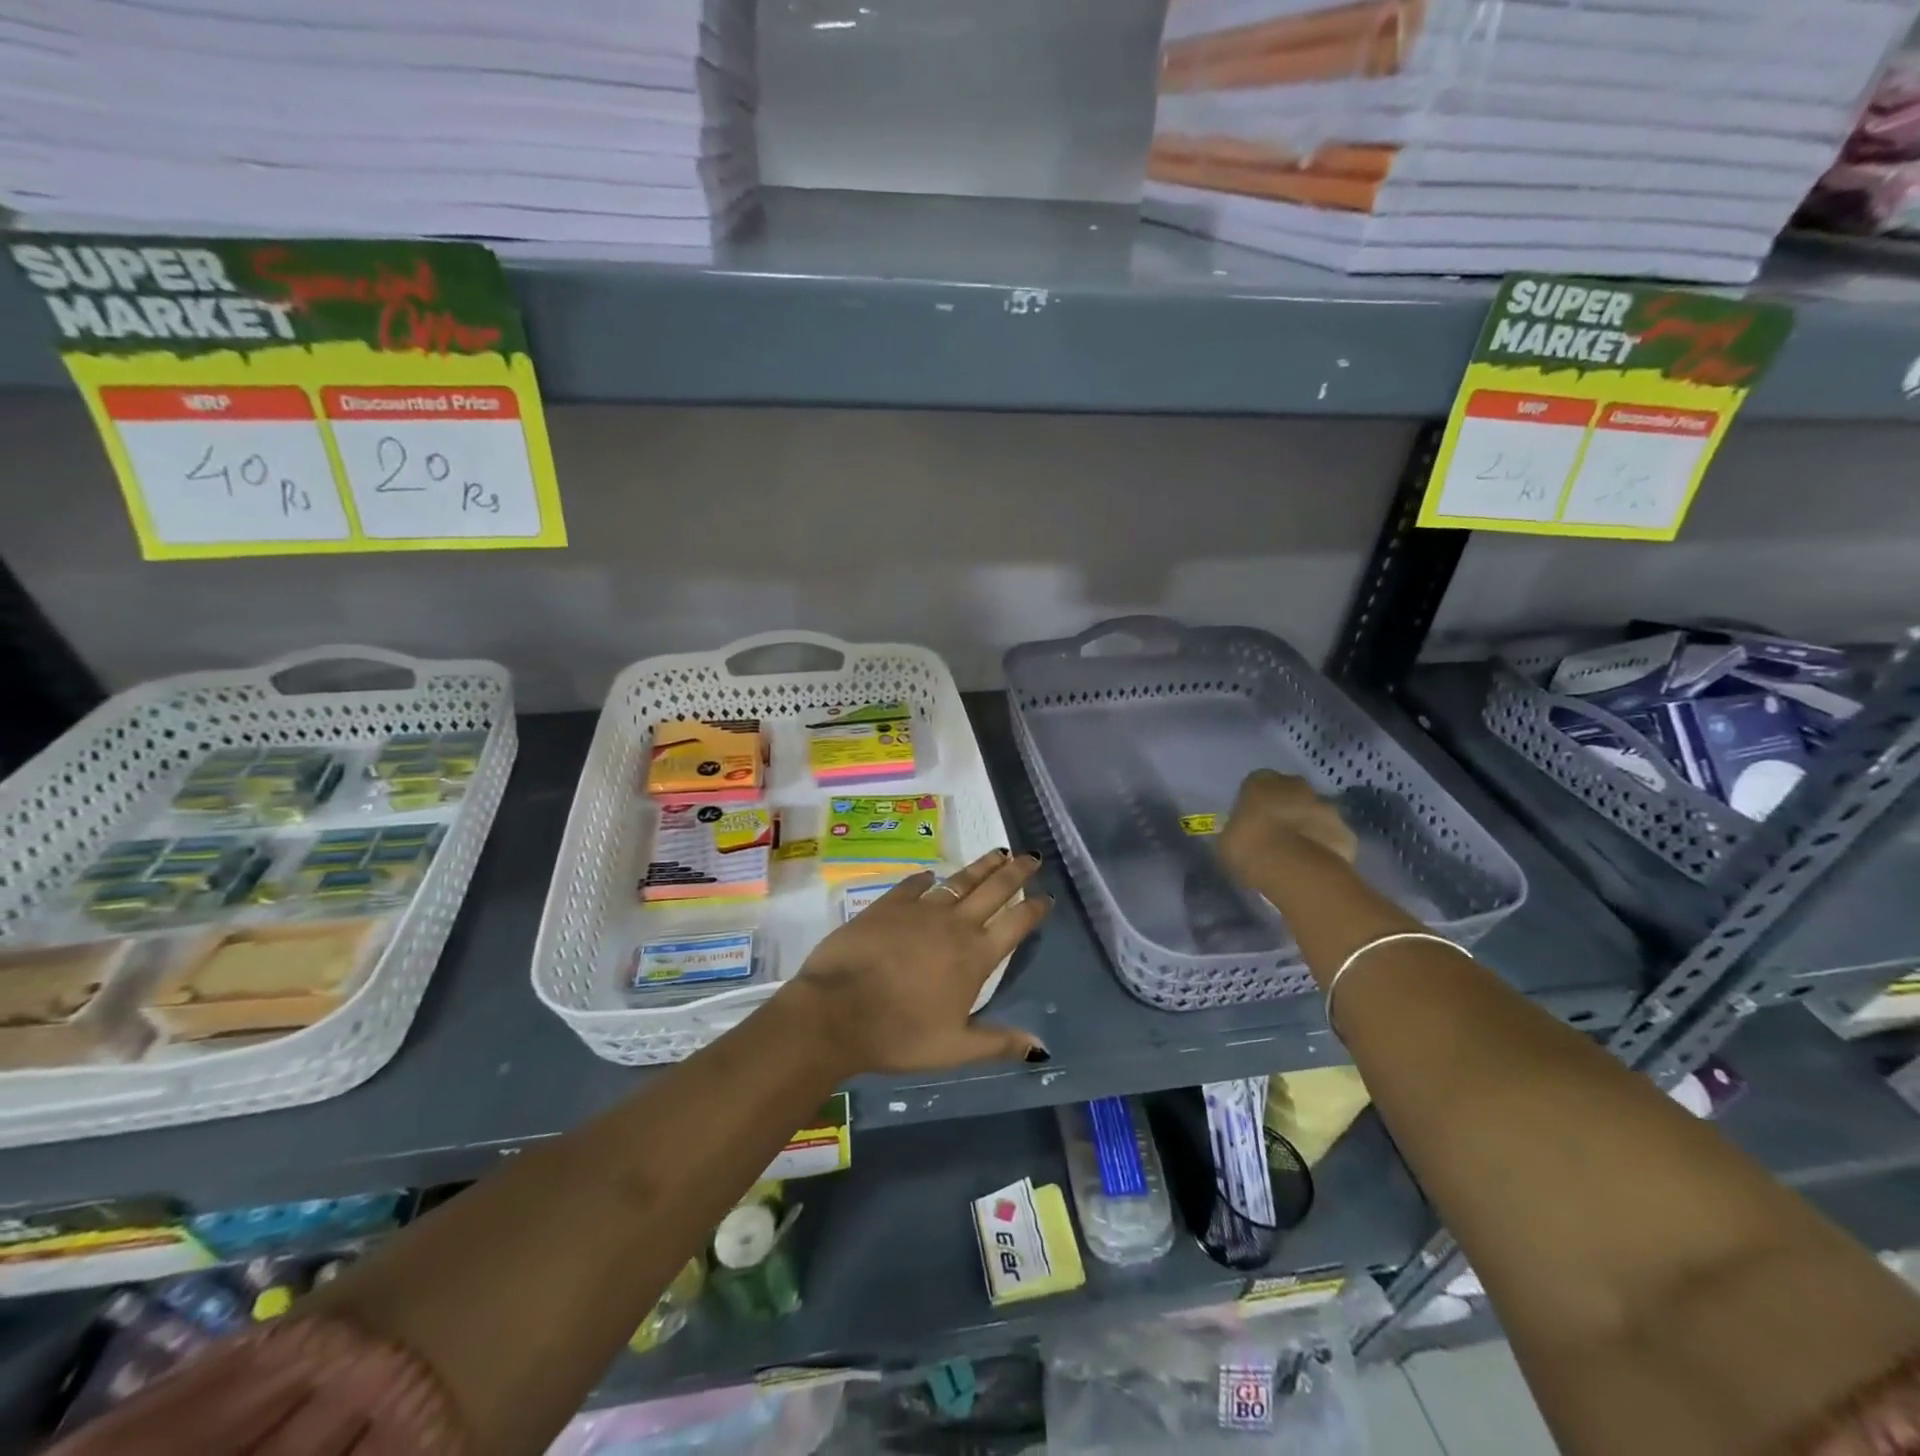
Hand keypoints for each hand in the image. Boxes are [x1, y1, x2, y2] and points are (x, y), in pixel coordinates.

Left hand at [778, 849, 1051, 1074]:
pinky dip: (926, 878)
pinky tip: (931, 874)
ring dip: (982, 866)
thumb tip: (1041, 1047)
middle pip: (993, 890)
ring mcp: (920, 910)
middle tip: (1031, 856)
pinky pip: (914, 884)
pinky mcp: (888, 905)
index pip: (1015, 924)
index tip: (1046, 897)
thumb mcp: (954, 1049)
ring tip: (998, 852)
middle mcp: (954, 925)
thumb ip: (998, 1043)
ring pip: (959, 881)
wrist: (836, 1010)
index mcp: (975, 957)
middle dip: (1016, 872)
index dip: (1033, 908)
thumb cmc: (899, 1035)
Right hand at [1218, 769, 1357, 887]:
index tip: (1250, 821)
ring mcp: (1325, 807)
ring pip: (1313, 813)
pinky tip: (1313, 866)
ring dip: (1305, 826)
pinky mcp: (1346, 832)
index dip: (1254, 801)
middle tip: (1273, 835)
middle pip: (1289, 792)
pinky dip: (1324, 847)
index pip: (1255, 782)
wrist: (1296, 871)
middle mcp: (1295, 786)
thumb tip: (1240, 834)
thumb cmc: (1250, 848)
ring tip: (1294, 855)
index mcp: (1261, 782)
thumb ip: (1236, 830)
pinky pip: (1331, 837)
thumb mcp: (1227, 840)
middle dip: (1284, 808)